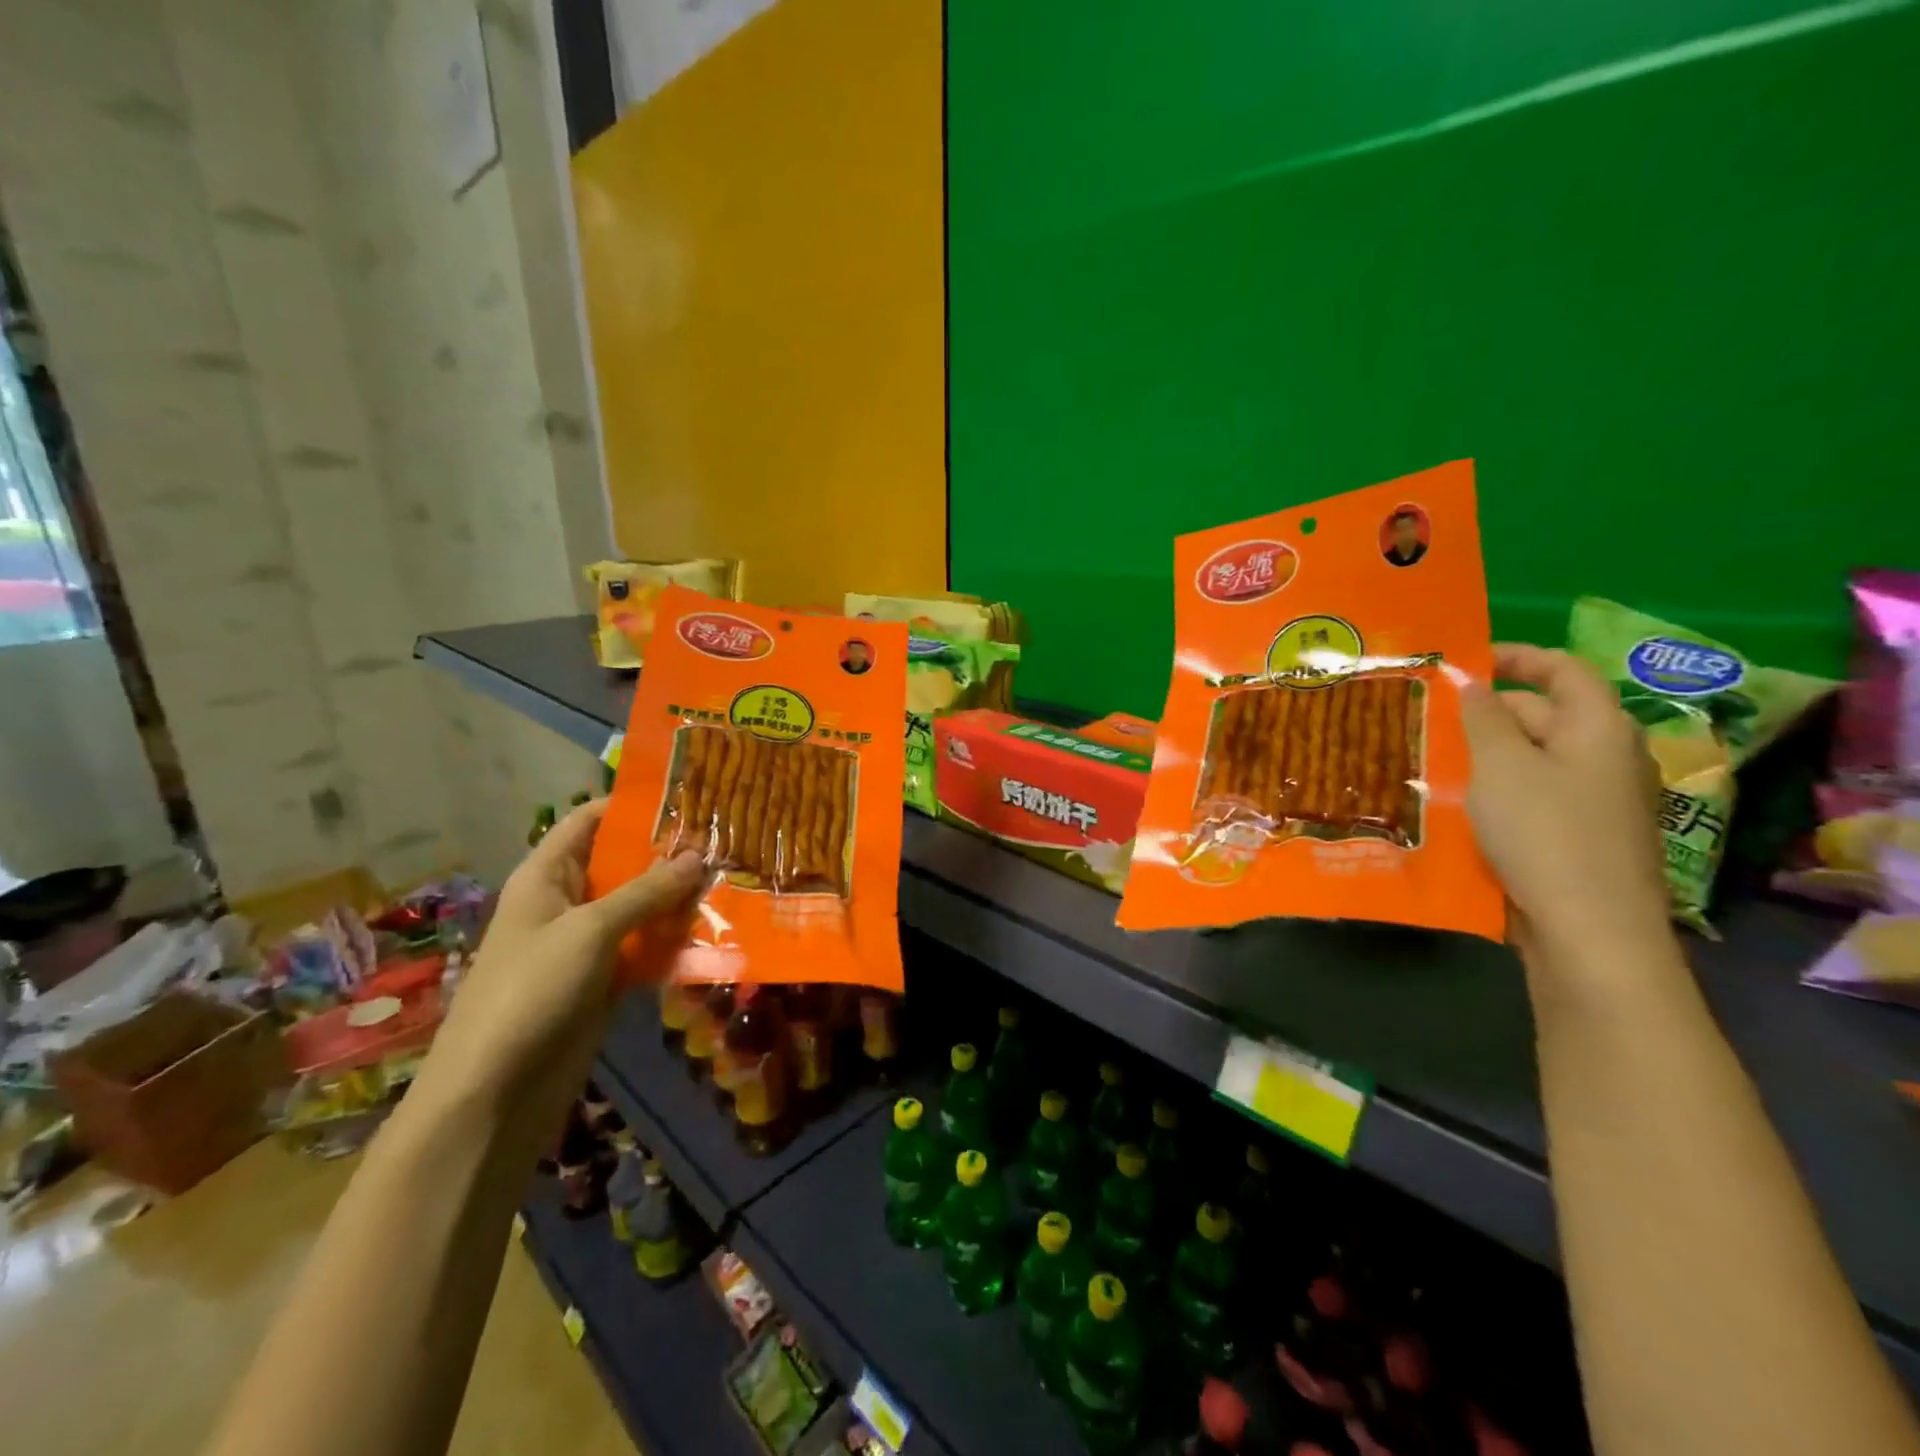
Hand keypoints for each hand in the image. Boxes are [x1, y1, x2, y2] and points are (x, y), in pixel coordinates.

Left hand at [421, 800, 705, 1107]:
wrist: (496, 1092)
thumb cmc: (532, 990)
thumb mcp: (590, 929)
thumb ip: (646, 891)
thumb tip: (697, 855)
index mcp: (547, 876)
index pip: (589, 821)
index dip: (632, 804)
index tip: (688, 795)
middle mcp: (567, 902)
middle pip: (622, 863)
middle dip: (669, 852)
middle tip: (726, 838)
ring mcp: (587, 943)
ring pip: (640, 907)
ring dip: (678, 897)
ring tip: (733, 878)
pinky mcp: (605, 980)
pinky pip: (645, 947)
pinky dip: (674, 939)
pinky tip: (717, 930)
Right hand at [1461, 644, 1673, 966]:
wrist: (1590, 930)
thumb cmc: (1544, 833)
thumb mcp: (1501, 766)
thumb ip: (1483, 719)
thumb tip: (1473, 685)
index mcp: (1598, 729)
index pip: (1564, 670)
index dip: (1518, 657)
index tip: (1466, 660)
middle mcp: (1607, 758)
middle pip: (1546, 715)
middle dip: (1489, 711)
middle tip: (1430, 716)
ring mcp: (1597, 801)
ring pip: (1535, 759)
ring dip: (1488, 753)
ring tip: (1434, 757)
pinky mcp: (1580, 838)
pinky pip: (1535, 795)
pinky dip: (1498, 789)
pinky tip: (1459, 804)